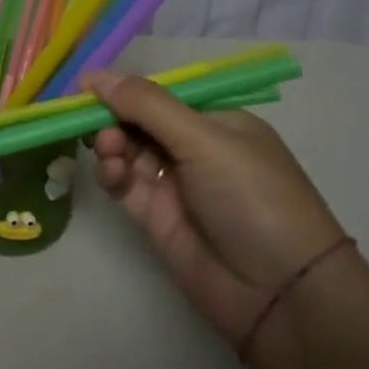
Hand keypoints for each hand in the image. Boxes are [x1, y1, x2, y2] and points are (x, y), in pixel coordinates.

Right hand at [84, 69, 344, 348]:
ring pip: (128, 150)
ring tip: (109, 151)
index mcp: (217, 122)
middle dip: (113, 117)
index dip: (125, 89)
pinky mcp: (156, 217)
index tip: (88, 87)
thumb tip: (95, 74)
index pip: (161, 95)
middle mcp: (195, 149)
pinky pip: (124, 184)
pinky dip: (112, 173)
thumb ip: (147, 105)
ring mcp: (175, 184)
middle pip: (139, 121)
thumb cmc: (252, 197)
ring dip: (111, 144)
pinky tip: (112, 172)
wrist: (279, 294)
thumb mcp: (204, 140)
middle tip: (95, 123)